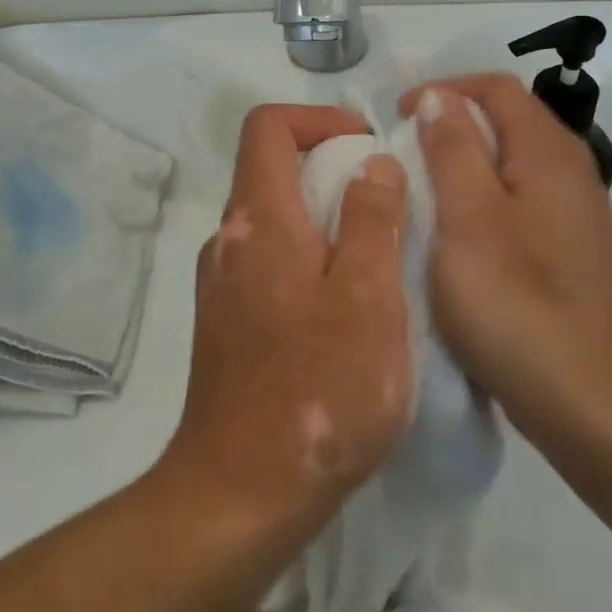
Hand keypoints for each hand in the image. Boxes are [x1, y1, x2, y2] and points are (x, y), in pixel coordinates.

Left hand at [163, 104, 412, 548]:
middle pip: (272, 173)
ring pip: (276, 225)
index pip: (267, 126)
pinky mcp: (228, 326)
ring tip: (379, 262)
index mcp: (257, 221)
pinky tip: (348, 312)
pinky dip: (310, 263)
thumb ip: (371, 218)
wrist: (242, 492)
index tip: (366, 145)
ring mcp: (222, 287)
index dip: (317, 118)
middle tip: (389, 208)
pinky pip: (271, 267)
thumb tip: (371, 163)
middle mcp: (228, 242)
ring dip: (325, 222)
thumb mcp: (367, 295)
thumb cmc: (318, 388)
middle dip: (332, 172)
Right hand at [400, 75, 611, 454]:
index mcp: (549, 153)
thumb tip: (439, 97)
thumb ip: (453, 148)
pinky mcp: (569, 254)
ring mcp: (574, 216)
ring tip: (419, 193)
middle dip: (451, 126)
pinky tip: (455, 238)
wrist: (590, 403)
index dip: (444, 91)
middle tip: (402, 155)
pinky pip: (518, 203)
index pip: (497, 88)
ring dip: (463, 166)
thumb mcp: (468, 217)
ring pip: (511, 165)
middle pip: (507, 122)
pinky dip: (481, 202)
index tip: (398, 118)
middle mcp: (570, 172)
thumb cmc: (517, 302)